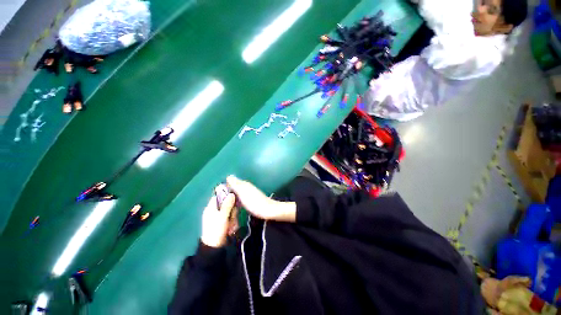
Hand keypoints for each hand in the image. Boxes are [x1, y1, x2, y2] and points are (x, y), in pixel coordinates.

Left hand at [200, 191, 236, 247]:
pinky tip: (231, 228)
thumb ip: (227, 205)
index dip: (226, 195)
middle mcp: (214, 211)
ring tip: (231, 225)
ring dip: (233, 217)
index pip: (218, 196)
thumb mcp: (222, 217)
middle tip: (232, 216)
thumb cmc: (216, 230)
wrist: (214, 248)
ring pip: (230, 211)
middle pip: (226, 203)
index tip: (234, 197)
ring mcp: (219, 217)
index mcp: (210, 208)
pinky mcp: (223, 222)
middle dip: (232, 210)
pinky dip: (232, 222)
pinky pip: (230, 218)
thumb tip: (231, 193)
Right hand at [226, 176, 295, 222]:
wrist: (268, 210)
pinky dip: (237, 201)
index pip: (231, 182)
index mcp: (244, 184)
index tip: (217, 195)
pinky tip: (235, 206)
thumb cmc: (254, 202)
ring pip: (238, 193)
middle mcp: (247, 187)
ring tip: (225, 205)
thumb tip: (228, 176)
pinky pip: (241, 198)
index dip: (224, 187)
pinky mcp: (252, 200)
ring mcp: (250, 193)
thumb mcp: (243, 192)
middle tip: (219, 202)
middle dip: (227, 192)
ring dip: (232, 197)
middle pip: (234, 187)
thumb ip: (236, 185)